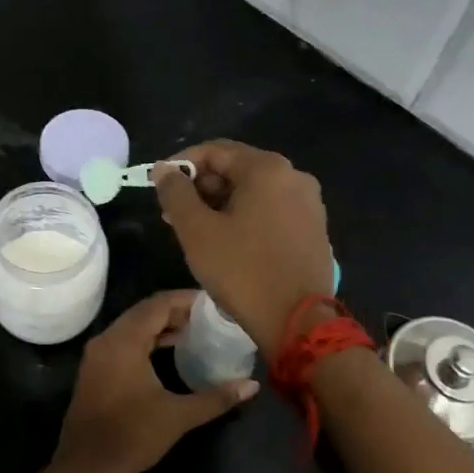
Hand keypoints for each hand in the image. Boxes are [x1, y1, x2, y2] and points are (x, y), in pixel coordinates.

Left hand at [55, 290, 257, 472]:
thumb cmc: (132, 436)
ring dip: (162, 326)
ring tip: (195, 331)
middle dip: (177, 311)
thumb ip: (216, 397)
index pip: (158, 304)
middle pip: (145, 312)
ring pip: (133, 327)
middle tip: (209, 316)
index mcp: (124, 340)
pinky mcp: (95, 370)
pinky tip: (170, 352)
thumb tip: (251, 386)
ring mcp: (98, 354)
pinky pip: (124, 341)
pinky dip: (148, 340)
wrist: (86, 467)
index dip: (186, 299)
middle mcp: (108, 339)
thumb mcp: (178, 416)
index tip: (213, 303)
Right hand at [152, 141, 333, 358]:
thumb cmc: (242, 271)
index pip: (214, 150)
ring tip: (196, 231)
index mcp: (267, 168)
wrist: (298, 321)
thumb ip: (175, 192)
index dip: (181, 164)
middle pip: (237, 168)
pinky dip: (246, 217)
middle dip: (202, 186)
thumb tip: (164, 169)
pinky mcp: (314, 229)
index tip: (159, 186)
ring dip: (221, 204)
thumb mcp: (196, 231)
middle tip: (174, 214)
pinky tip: (229, 243)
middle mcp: (294, 176)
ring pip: (254, 192)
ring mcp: (309, 203)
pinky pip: (272, 210)